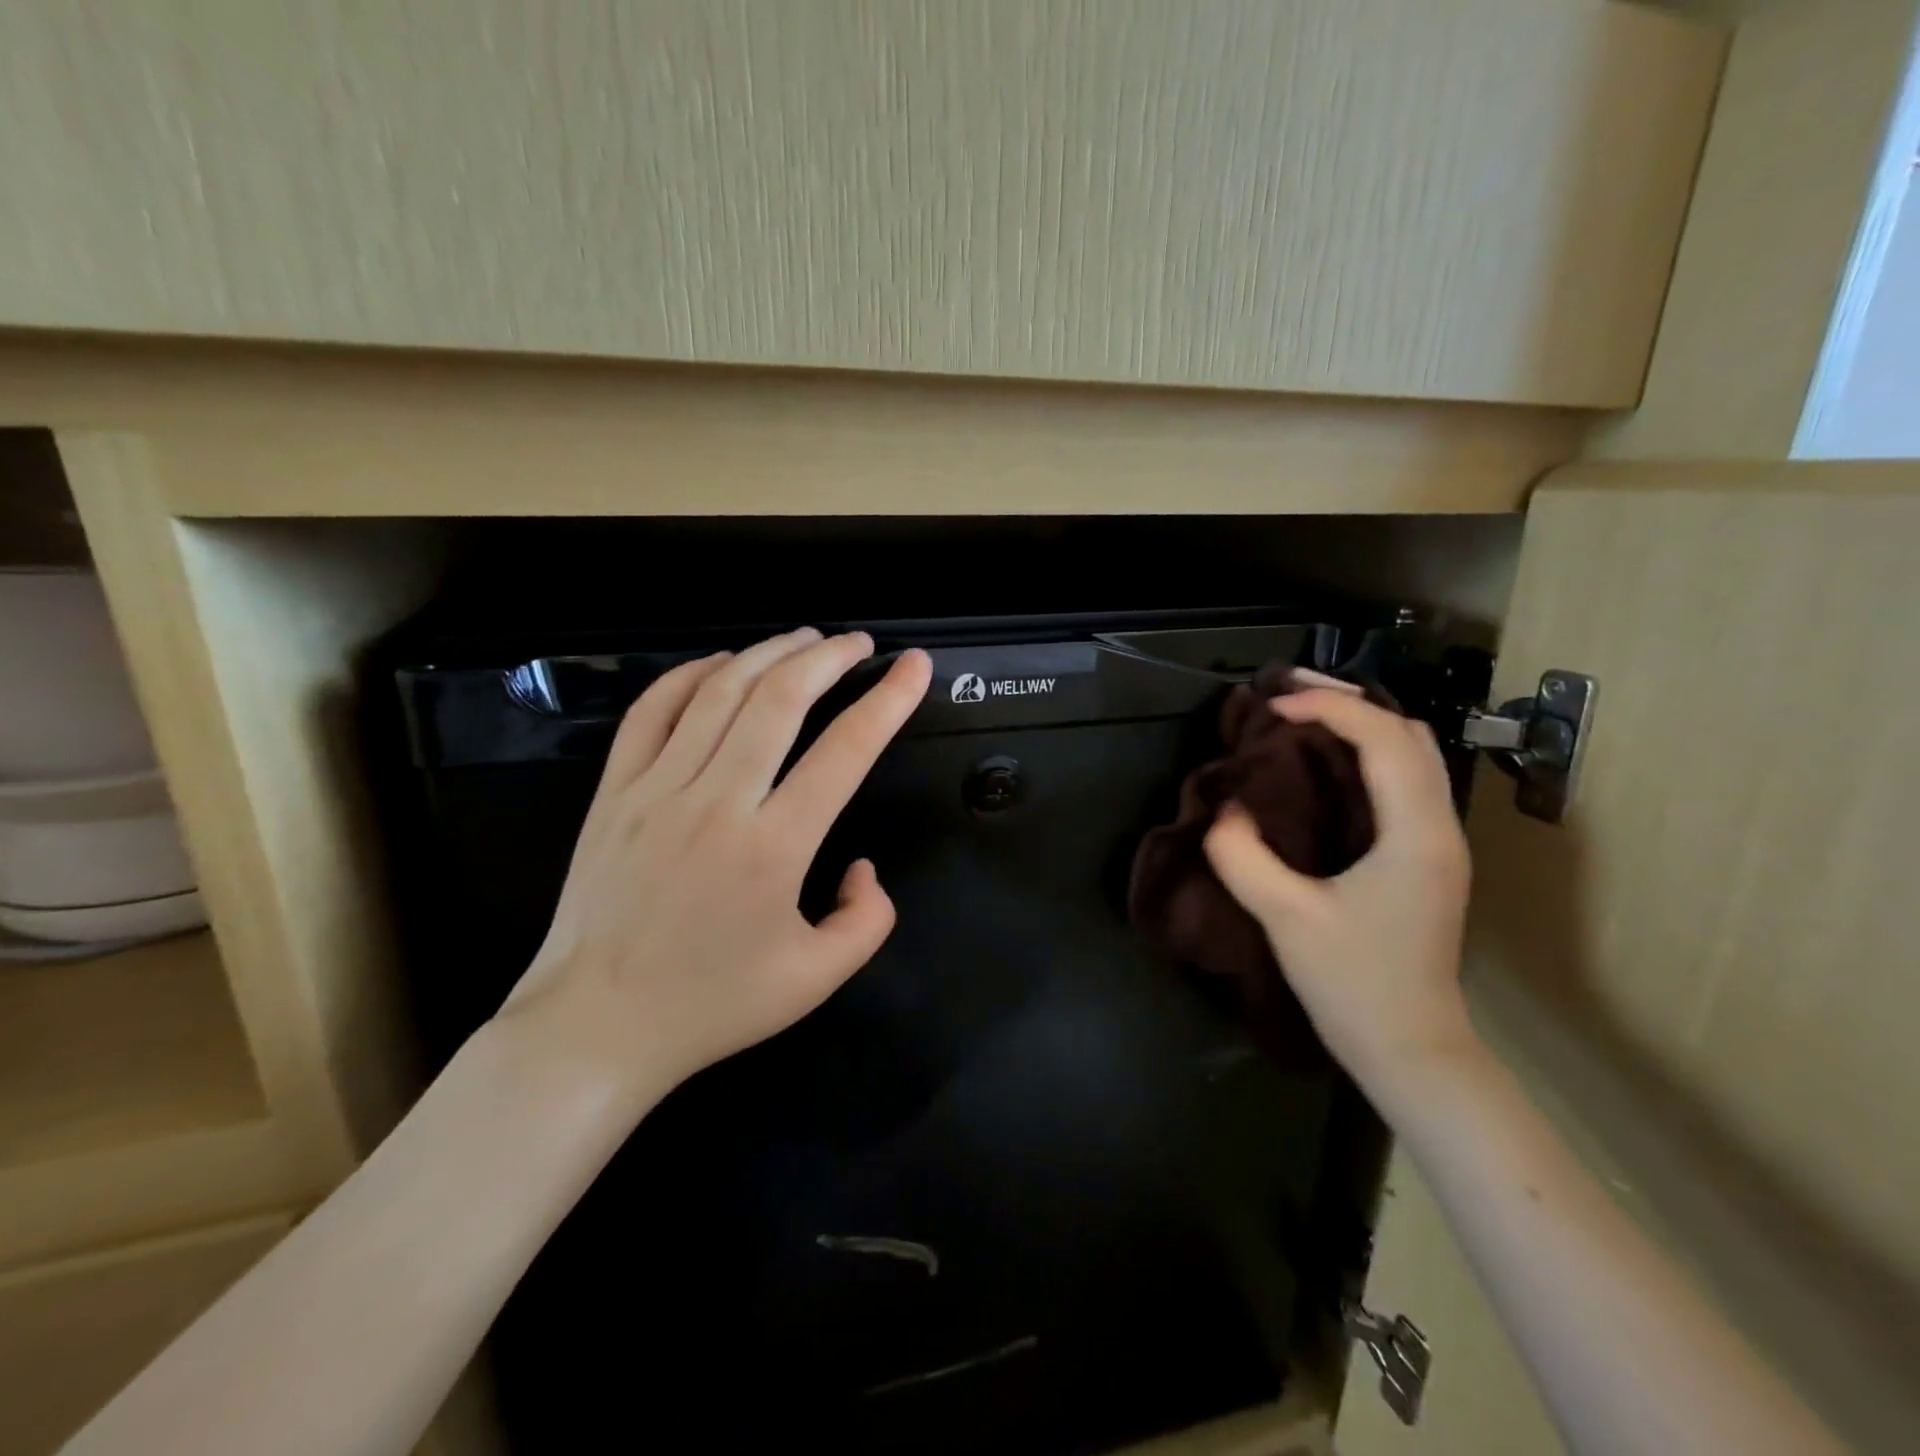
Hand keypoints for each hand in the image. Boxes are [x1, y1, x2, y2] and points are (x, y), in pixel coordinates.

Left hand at [497, 628, 932, 1114]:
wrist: (595, 1027)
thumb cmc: (712, 1005)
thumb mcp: (816, 980)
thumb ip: (867, 920)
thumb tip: (863, 866)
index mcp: (773, 848)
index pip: (845, 751)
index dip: (888, 700)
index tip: (913, 666)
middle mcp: (716, 804)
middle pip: (780, 700)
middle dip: (828, 658)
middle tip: (858, 643)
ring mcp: (656, 791)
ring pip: (718, 693)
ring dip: (769, 654)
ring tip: (804, 639)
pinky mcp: (613, 792)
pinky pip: (651, 711)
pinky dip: (689, 674)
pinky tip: (722, 663)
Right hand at [1203, 689, 1479, 1097]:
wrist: (1412, 1050)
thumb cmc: (1354, 984)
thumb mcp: (1286, 918)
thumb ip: (1244, 857)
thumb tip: (1225, 811)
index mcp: (1415, 834)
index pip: (1383, 738)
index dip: (1329, 708)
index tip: (1273, 707)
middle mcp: (1439, 826)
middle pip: (1411, 732)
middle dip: (1351, 699)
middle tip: (1289, 692)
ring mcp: (1439, 842)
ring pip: (1415, 754)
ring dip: (1363, 723)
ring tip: (1305, 713)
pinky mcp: (1427, 858)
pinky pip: (1405, 780)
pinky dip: (1368, 753)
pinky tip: (1327, 762)